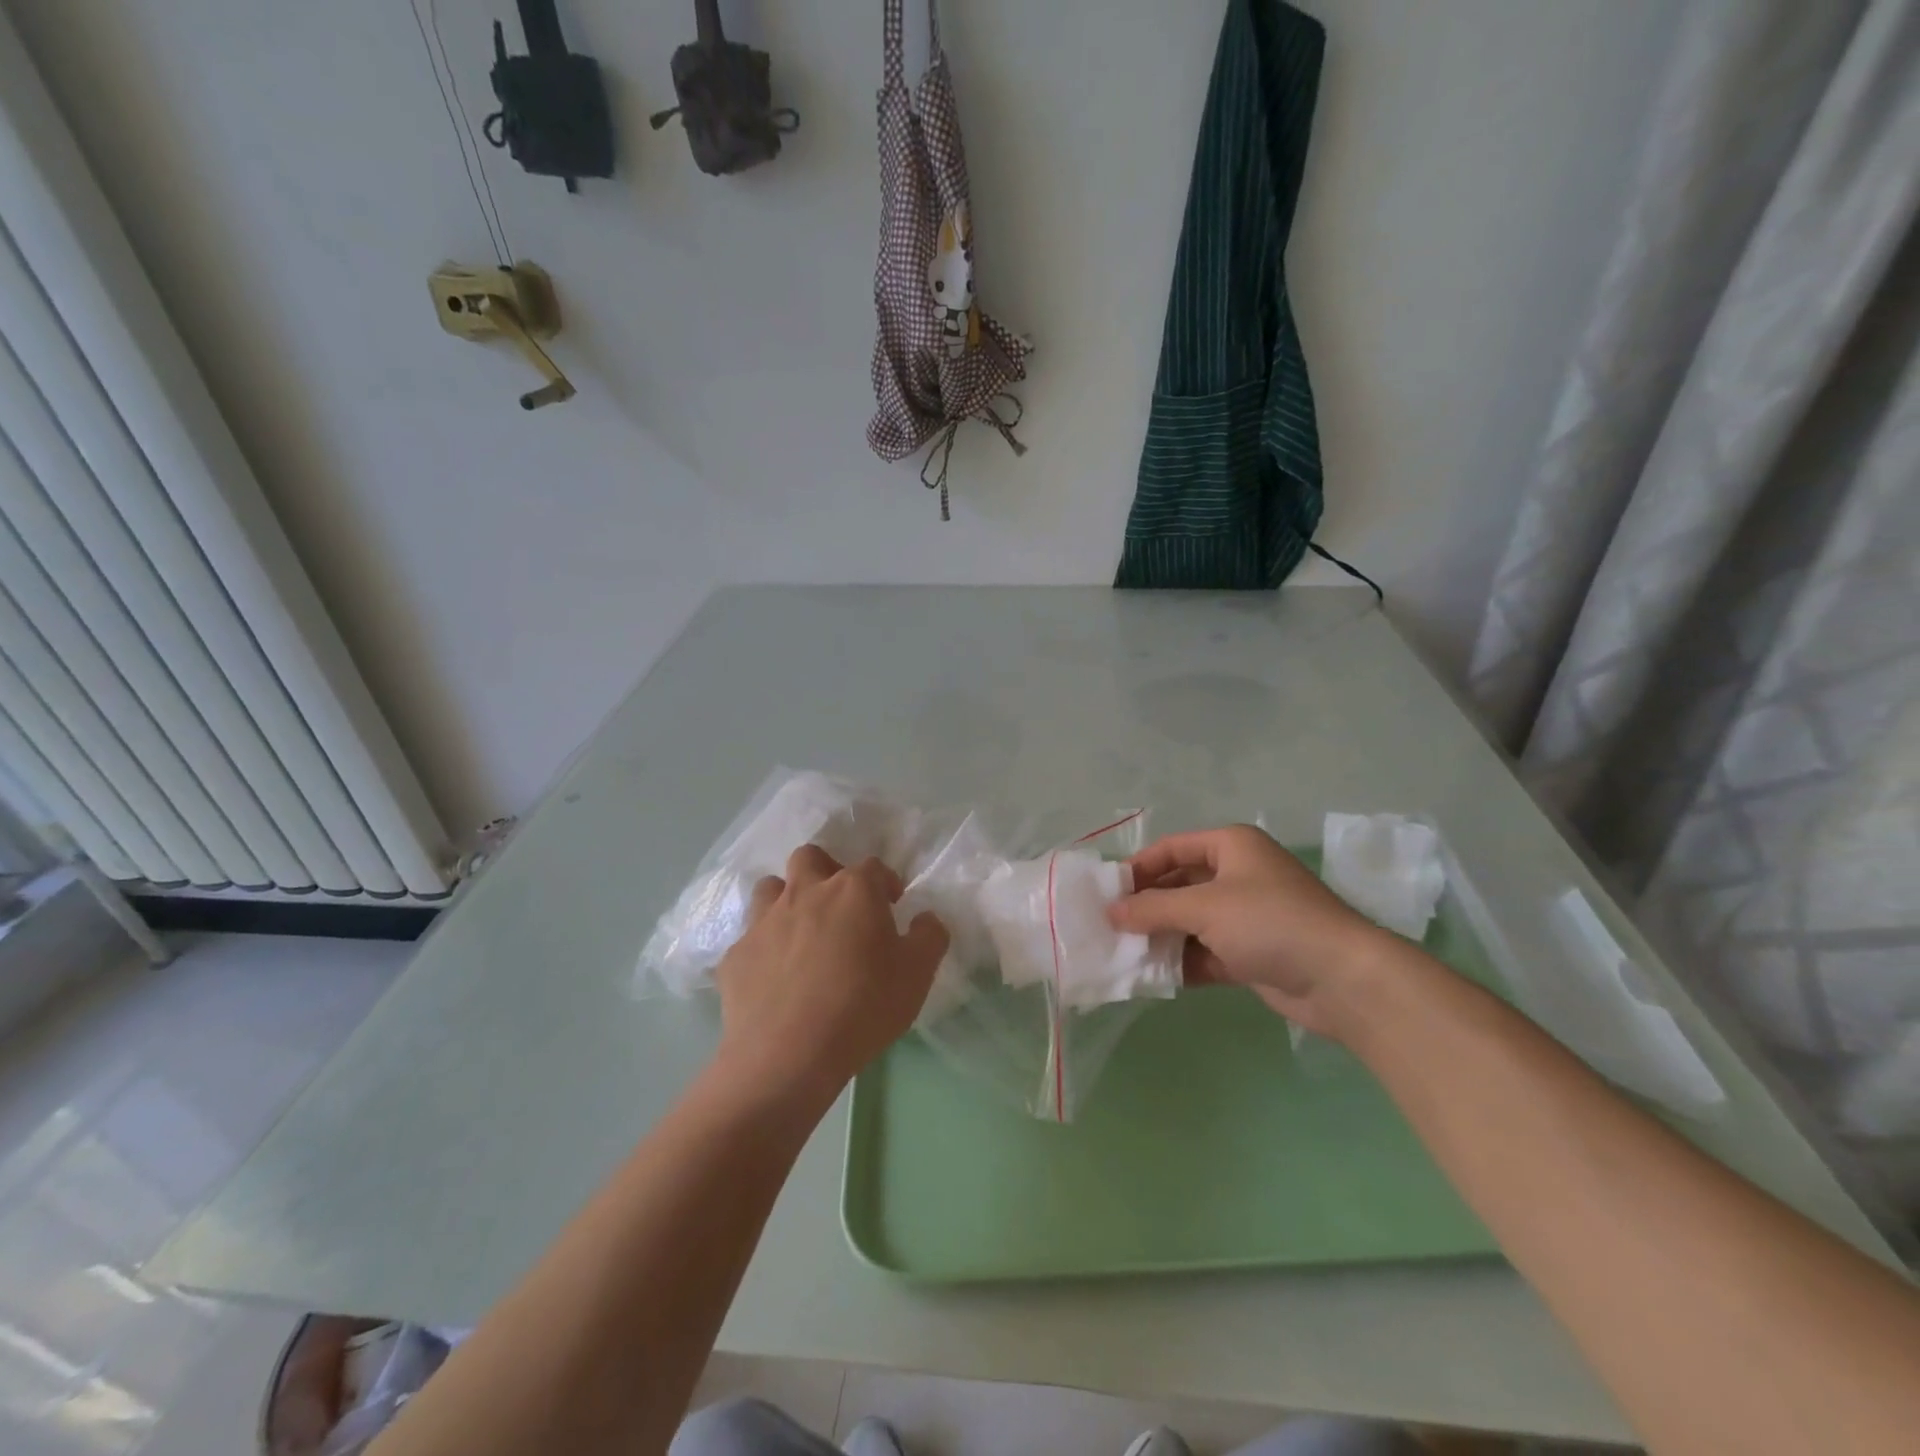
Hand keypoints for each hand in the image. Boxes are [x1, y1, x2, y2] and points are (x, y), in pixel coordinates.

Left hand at [712, 845, 948, 1106]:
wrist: (788, 1056)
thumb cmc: (863, 1007)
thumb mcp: (917, 974)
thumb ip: (929, 937)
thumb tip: (926, 918)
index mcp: (852, 891)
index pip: (873, 867)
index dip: (885, 883)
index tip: (892, 905)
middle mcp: (805, 892)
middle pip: (811, 857)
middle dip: (826, 870)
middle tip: (840, 905)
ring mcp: (764, 921)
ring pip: (771, 888)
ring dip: (787, 900)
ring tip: (801, 932)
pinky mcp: (736, 955)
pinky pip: (750, 938)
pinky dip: (764, 948)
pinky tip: (774, 977)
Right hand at [1109, 825, 1393, 1039]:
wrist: (1342, 979)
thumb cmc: (1269, 922)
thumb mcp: (1204, 907)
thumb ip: (1153, 908)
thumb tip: (1111, 911)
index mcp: (1231, 847)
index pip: (1173, 848)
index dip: (1140, 867)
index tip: (1108, 892)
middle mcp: (1238, 876)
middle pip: (1180, 885)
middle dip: (1148, 906)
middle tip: (1110, 925)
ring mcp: (1246, 917)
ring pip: (1191, 922)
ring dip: (1161, 936)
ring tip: (1123, 953)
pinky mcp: (1251, 954)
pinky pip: (1205, 951)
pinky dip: (1182, 961)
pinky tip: (1153, 975)